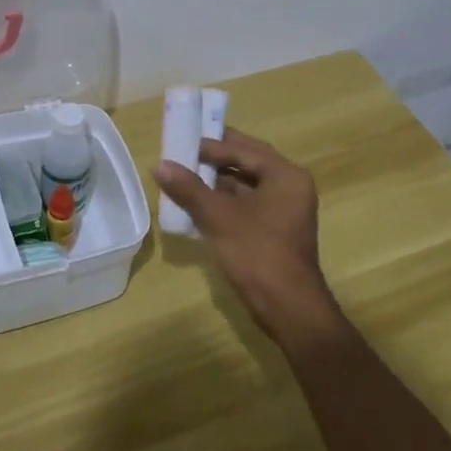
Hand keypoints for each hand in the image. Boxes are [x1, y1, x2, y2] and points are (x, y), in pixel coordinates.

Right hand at [156, 128, 342, 346]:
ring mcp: (286, 209)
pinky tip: (199, 204)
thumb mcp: (218, 217)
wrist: (288, 307)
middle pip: (247, 163)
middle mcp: (290, 186)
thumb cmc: (256, 253)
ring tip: (185, 177)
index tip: (182, 143)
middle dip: (215, 159)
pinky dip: (226, 201)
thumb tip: (160, 165)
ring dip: (218, 181)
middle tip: (184, 153)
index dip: (211, 145)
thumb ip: (189, 188)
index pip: (244, 149)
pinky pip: (249, 204)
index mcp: (285, 175)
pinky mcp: (277, 230)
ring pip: (247, 185)